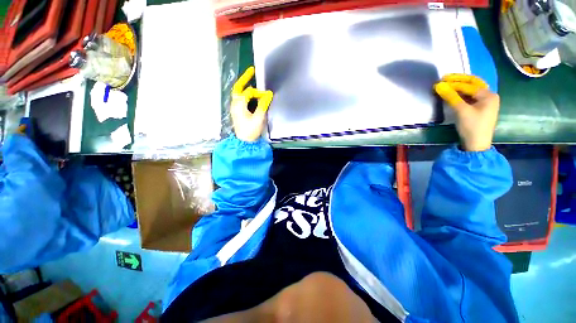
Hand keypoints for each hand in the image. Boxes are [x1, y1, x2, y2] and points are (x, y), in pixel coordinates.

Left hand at [231, 66, 272, 141]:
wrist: (244, 142)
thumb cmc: (251, 131)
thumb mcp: (259, 118)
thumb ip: (263, 105)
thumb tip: (268, 94)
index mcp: (239, 104)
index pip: (249, 92)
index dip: (259, 92)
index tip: (268, 96)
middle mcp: (235, 104)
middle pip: (238, 88)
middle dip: (245, 78)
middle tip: (252, 70)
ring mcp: (235, 108)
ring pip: (238, 93)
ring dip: (244, 86)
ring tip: (251, 80)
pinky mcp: (237, 112)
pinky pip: (240, 99)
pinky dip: (245, 94)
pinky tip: (251, 95)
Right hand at [434, 74, 499, 151]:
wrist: (477, 144)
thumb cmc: (472, 127)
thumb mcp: (461, 111)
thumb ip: (451, 97)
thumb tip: (439, 85)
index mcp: (489, 95)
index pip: (469, 85)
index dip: (454, 83)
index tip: (439, 82)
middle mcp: (489, 96)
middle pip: (473, 84)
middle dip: (459, 80)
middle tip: (444, 78)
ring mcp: (485, 103)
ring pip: (471, 90)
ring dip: (459, 87)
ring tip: (447, 85)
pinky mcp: (480, 109)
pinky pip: (470, 97)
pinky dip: (461, 94)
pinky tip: (453, 94)